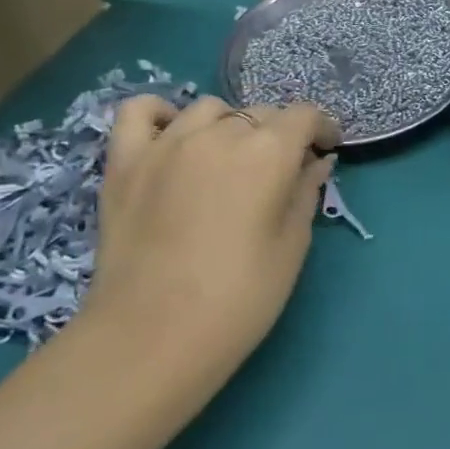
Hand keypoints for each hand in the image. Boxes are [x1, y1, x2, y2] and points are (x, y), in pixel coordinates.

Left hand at [73, 95, 340, 379]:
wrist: (151, 338)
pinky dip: (161, 115)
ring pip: (209, 109)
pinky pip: (139, 112)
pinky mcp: (124, 163)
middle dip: (280, 134)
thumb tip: (314, 163)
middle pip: (260, 113)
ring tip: (229, 158)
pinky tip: (172, 137)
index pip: (305, 116)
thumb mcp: (293, 245)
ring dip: (229, 126)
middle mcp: (220, 134)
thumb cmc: (240, 296)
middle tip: (281, 171)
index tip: (326, 152)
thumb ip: (305, 192)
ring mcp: (166, 144)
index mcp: (268, 152)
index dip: (322, 129)